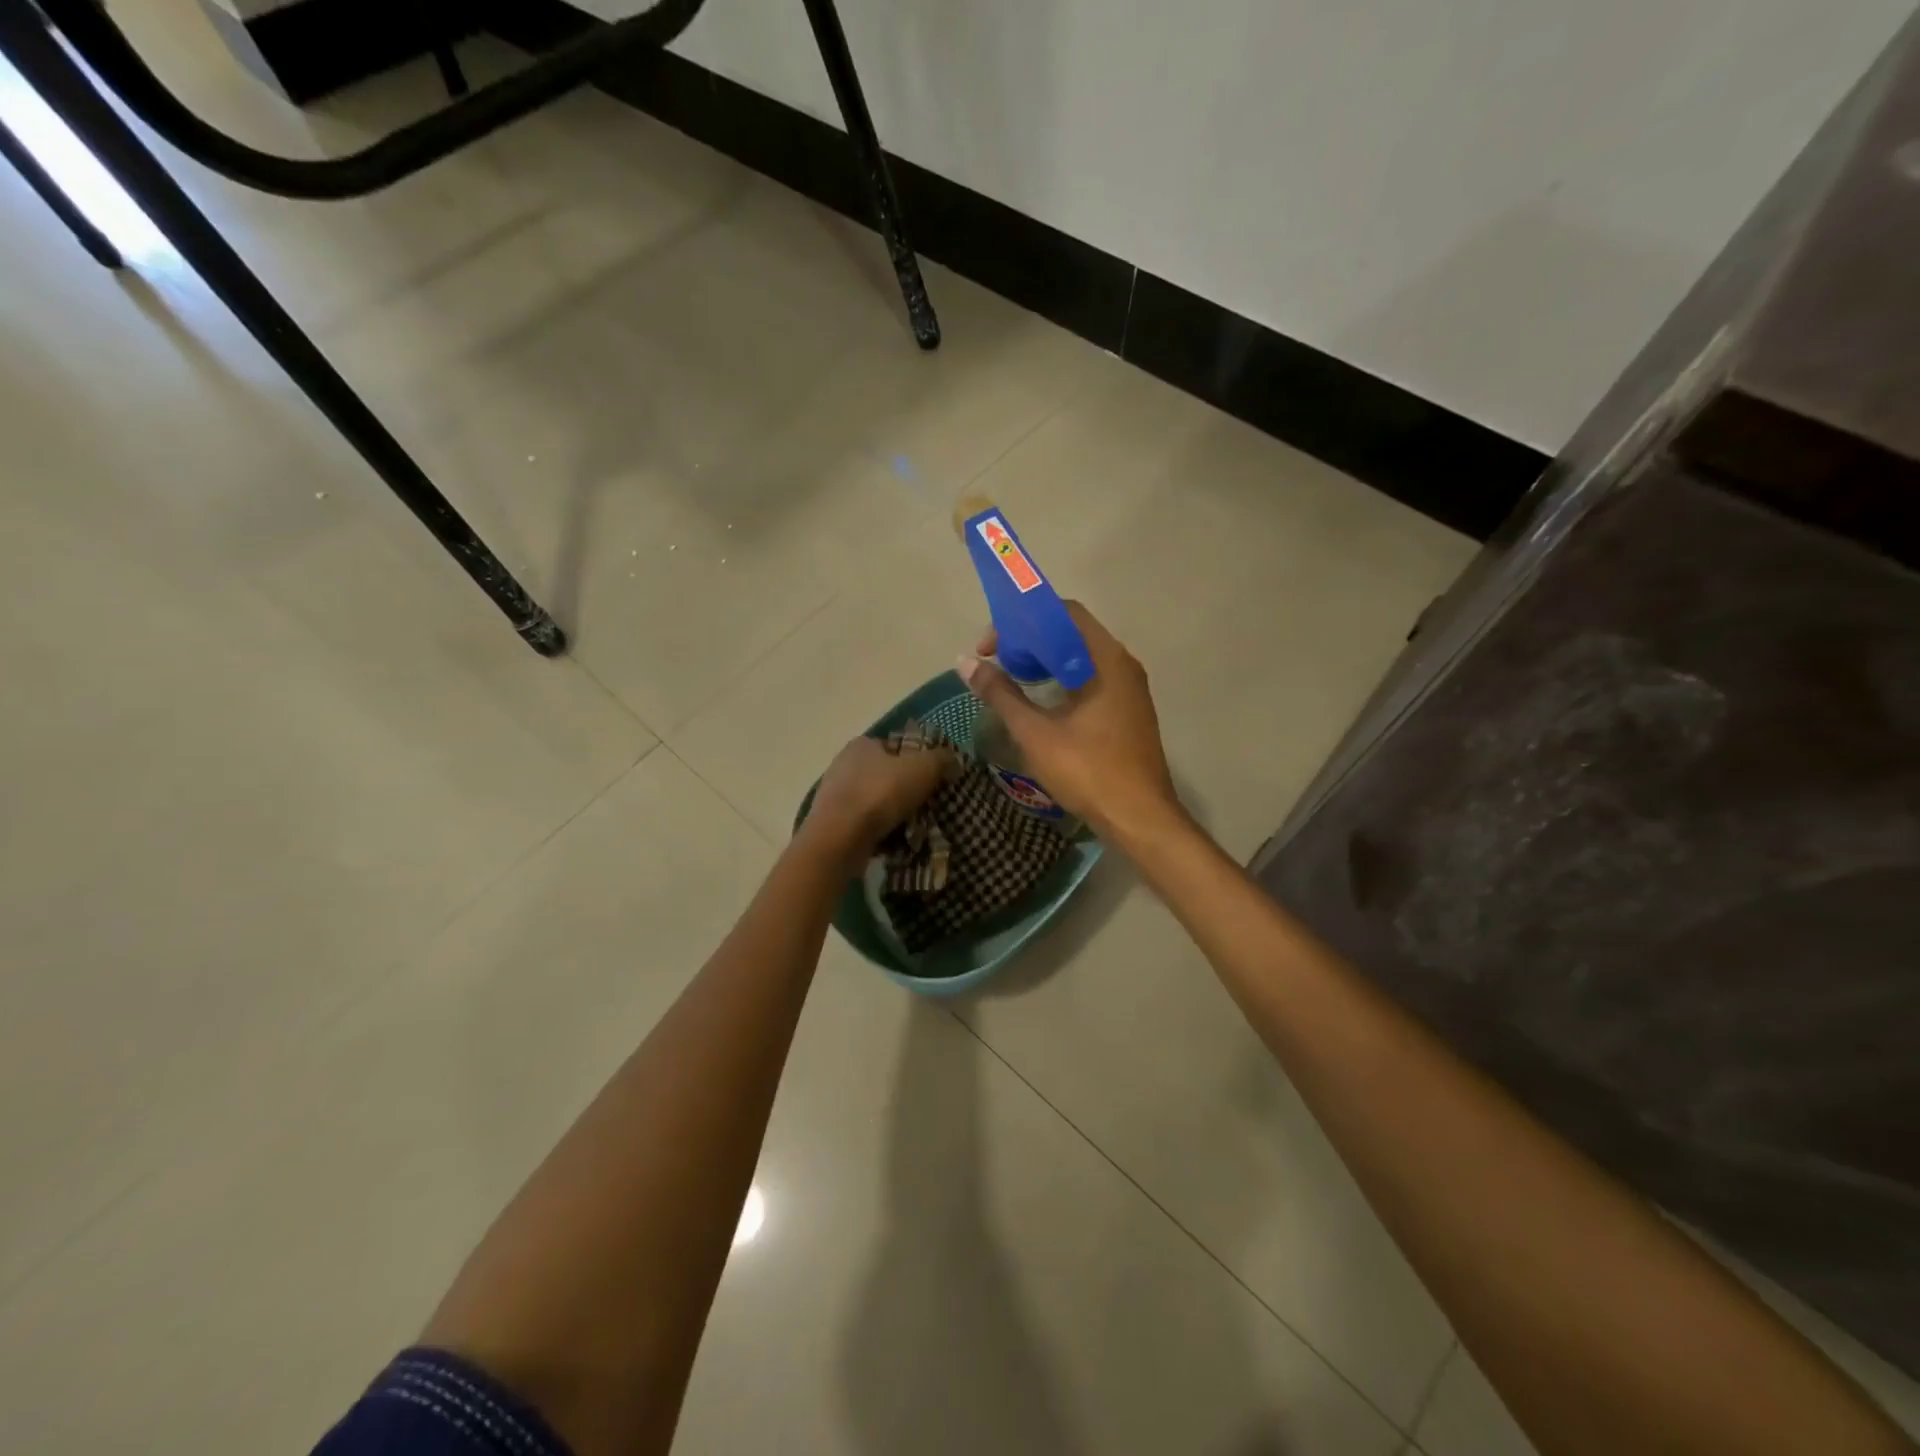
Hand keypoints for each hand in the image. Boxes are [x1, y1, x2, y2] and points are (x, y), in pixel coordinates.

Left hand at [801, 734, 956, 869]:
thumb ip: (941, 759)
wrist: (839, 839)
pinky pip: (862, 823)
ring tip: (912, 828)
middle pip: (883, 774)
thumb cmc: (880, 794)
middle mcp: (842, 764)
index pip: (894, 746)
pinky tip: (891, 841)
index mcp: (861, 744)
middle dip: (903, 788)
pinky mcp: (830, 822)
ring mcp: (833, 794)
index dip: (916, 760)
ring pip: (872, 800)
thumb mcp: (922, 769)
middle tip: (925, 805)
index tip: (932, 779)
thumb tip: (954, 758)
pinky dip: (876, 830)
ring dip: (890, 811)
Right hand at [959, 601, 1180, 842]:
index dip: (1021, 620)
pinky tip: (1042, 699)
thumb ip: (1001, 694)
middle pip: (1072, 632)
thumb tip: (965, 663)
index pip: (1063, 612)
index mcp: (1106, 659)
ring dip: (1046, 660)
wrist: (1140, 818)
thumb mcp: (1036, 733)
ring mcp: (1130, 688)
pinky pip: (1092, 677)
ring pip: (1082, 656)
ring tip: (1012, 677)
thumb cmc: (1089, 771)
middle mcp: (1123, 664)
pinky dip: (1063, 678)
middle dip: (1030, 639)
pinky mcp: (1129, 709)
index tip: (991, 646)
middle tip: (997, 661)